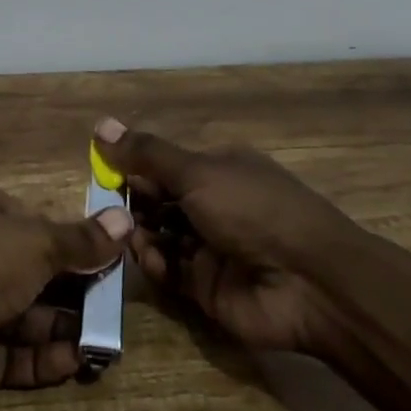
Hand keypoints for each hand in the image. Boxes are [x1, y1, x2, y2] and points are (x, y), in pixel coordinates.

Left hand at [0, 184, 132, 410]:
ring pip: (28, 316)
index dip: (75, 239)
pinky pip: (15, 355)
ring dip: (65, 326)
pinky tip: (76, 361)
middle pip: (37, 271)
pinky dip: (44, 358)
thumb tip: (125, 218)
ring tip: (106, 340)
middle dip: (76, 289)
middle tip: (116, 305)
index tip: (113, 257)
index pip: (38, 222)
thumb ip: (82, 239)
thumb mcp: (38, 242)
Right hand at [93, 118, 358, 352]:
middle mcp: (212, 205)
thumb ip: (146, 154)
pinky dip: (155, 264)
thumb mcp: (197, 172)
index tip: (101, 173)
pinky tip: (151, 259)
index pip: (162, 165)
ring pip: (158, 236)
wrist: (310, 283)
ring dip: (139, 233)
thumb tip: (100, 124)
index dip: (131, 167)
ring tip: (128, 234)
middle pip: (157, 201)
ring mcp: (209, 247)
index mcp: (216, 170)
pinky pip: (168, 271)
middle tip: (107, 209)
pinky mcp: (205, 286)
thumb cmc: (253, 210)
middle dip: (131, 204)